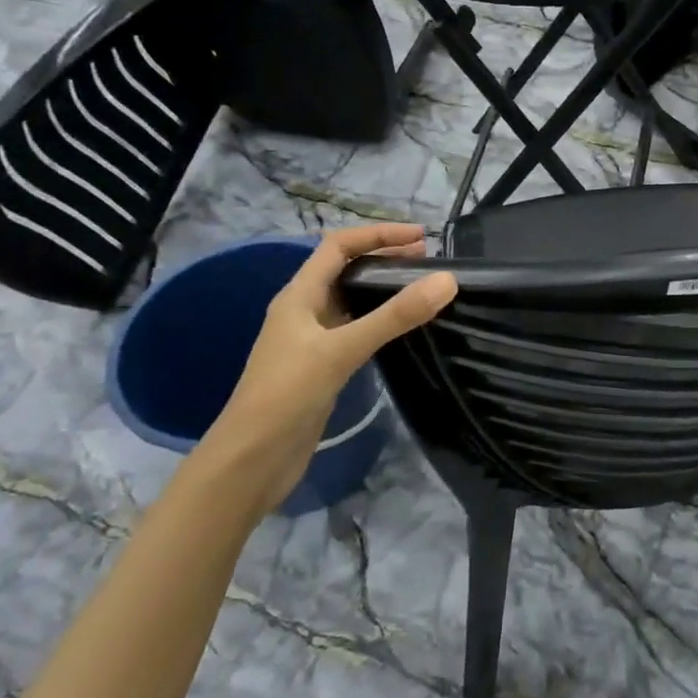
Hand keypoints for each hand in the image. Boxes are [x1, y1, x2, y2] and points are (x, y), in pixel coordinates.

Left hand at [194, 224, 456, 514]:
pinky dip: (380, 319)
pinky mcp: (322, 367)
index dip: (378, 234)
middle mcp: (304, 311)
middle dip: (385, 257)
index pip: (339, 246)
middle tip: (429, 260)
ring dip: (384, 288)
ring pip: (352, 300)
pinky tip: (402, 329)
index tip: (421, 237)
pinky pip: (356, 329)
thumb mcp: (342, 350)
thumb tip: (447, 280)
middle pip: (346, 269)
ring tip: (423, 288)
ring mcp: (312, 340)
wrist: (250, 462)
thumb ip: (394, 316)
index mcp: (299, 295)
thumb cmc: (287, 395)